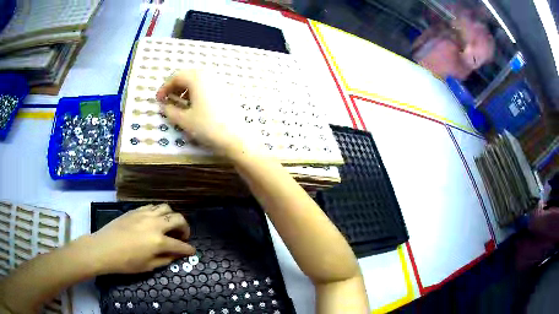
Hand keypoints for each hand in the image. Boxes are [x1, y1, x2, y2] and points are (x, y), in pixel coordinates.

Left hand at [86, 204, 194, 274]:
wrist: (104, 248)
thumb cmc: (126, 262)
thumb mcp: (148, 266)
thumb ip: (165, 259)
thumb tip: (175, 255)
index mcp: (159, 241)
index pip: (180, 244)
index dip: (188, 249)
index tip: (191, 251)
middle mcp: (155, 224)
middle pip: (178, 219)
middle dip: (185, 228)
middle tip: (182, 236)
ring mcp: (144, 214)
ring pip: (166, 208)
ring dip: (172, 217)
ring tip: (169, 226)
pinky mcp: (135, 210)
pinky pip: (152, 206)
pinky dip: (158, 212)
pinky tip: (154, 221)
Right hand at [156, 69, 246, 155]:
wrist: (236, 137)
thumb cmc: (207, 126)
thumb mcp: (184, 119)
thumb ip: (170, 110)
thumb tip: (163, 106)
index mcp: (197, 77)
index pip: (176, 77)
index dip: (164, 88)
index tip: (158, 99)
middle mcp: (209, 75)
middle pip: (187, 76)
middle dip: (174, 87)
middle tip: (167, 99)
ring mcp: (219, 82)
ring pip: (197, 80)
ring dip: (185, 89)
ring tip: (179, 102)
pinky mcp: (225, 91)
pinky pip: (206, 85)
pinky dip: (196, 91)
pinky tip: (194, 104)